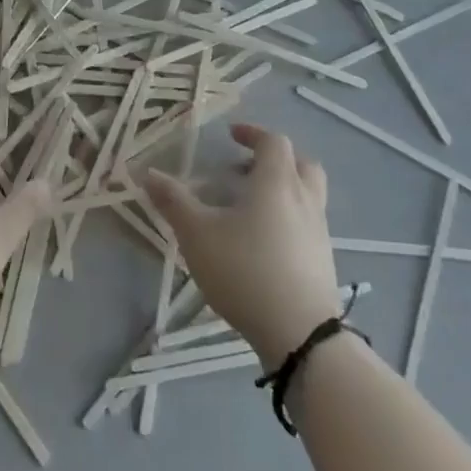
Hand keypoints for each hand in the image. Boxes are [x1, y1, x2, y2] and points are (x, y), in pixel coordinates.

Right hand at [143, 122, 344, 367]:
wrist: (302, 336)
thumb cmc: (246, 271)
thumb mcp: (198, 234)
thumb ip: (173, 201)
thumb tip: (147, 173)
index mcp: (277, 182)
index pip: (273, 142)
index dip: (253, 133)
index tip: (231, 135)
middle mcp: (304, 200)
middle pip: (301, 164)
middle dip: (275, 160)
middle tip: (245, 168)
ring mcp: (319, 232)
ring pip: (308, 195)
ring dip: (283, 190)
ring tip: (249, 208)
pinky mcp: (323, 262)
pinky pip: (308, 224)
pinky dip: (289, 219)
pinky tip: (263, 243)